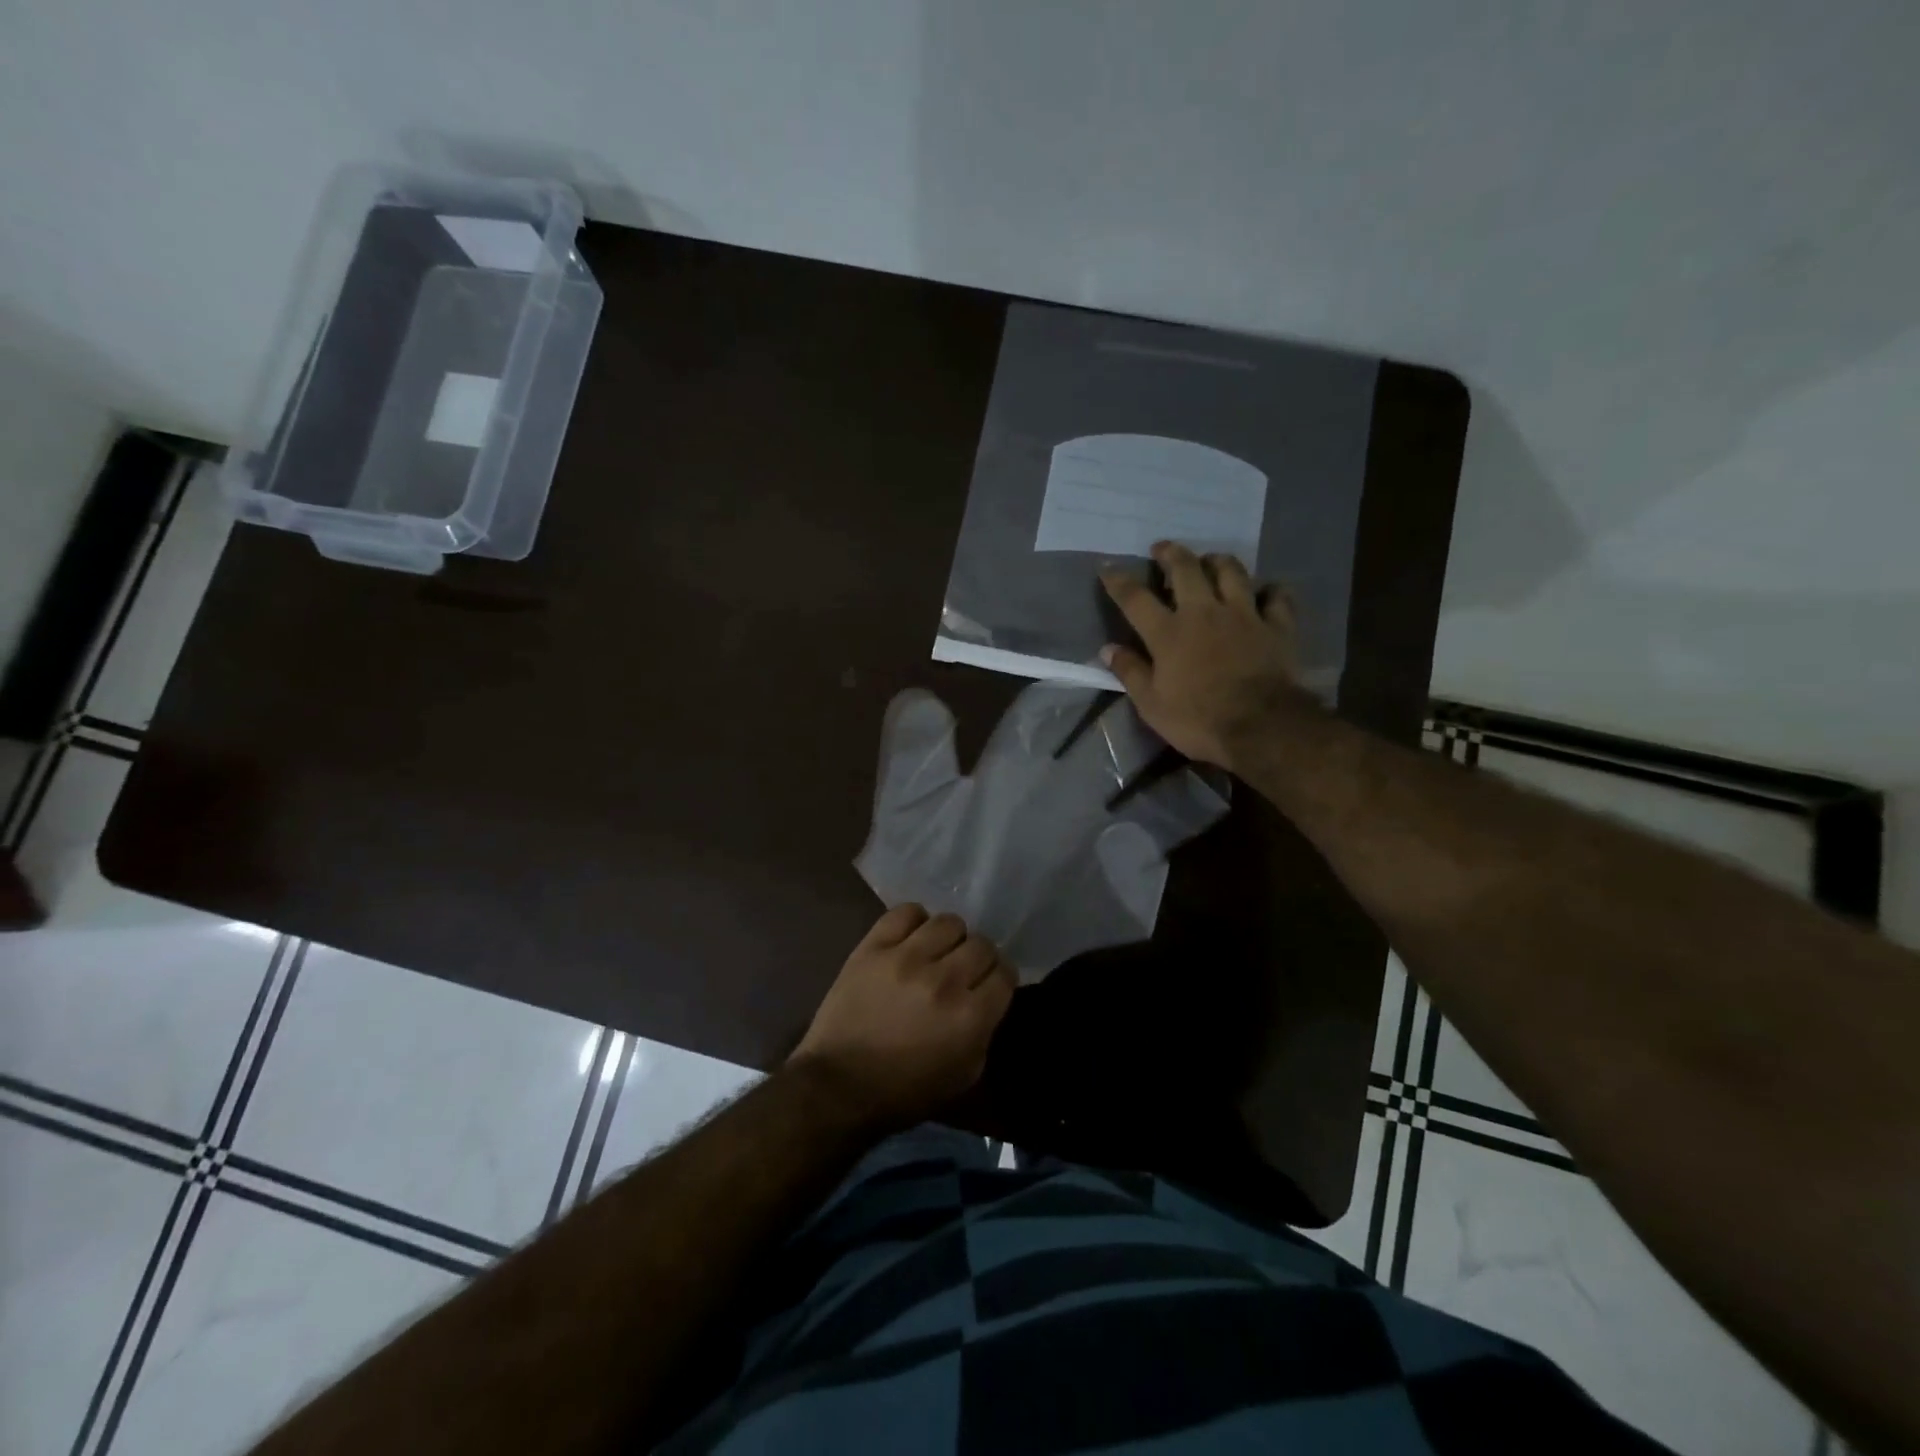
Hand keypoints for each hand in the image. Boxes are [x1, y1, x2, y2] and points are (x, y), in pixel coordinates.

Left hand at [789, 905, 1015, 1129]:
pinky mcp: (873, 947)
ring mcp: (906, 958)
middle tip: (964, 971)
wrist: (838, 1086)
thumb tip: (986, 997)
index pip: (1005, 973)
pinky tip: (911, 939)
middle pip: (981, 944)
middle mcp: (944, 980)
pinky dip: (914, 922)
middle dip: (979, 958)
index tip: (990, 984)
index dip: (1001, 978)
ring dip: (949, 938)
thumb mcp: (964, 1075)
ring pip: (948, 922)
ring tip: (937, 952)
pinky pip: (905, 913)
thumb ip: (984, 1031)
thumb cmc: (905, 1091)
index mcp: (969, 1017)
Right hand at [1100, 540, 1307, 771]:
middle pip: (1186, 569)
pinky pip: (1277, 597)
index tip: (1107, 566)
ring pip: (1232, 572)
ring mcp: (1244, 615)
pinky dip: (1270, 590)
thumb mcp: (1151, 704)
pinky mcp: (1277, 626)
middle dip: (1171, 553)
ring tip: (1210, 560)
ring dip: (1218, 561)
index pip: (1136, 598)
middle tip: (1162, 548)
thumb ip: (1130, 672)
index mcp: (1168, 633)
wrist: (1261, 727)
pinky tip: (1266, 592)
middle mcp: (1204, 612)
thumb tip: (1107, 649)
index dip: (1118, 580)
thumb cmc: (1198, 720)